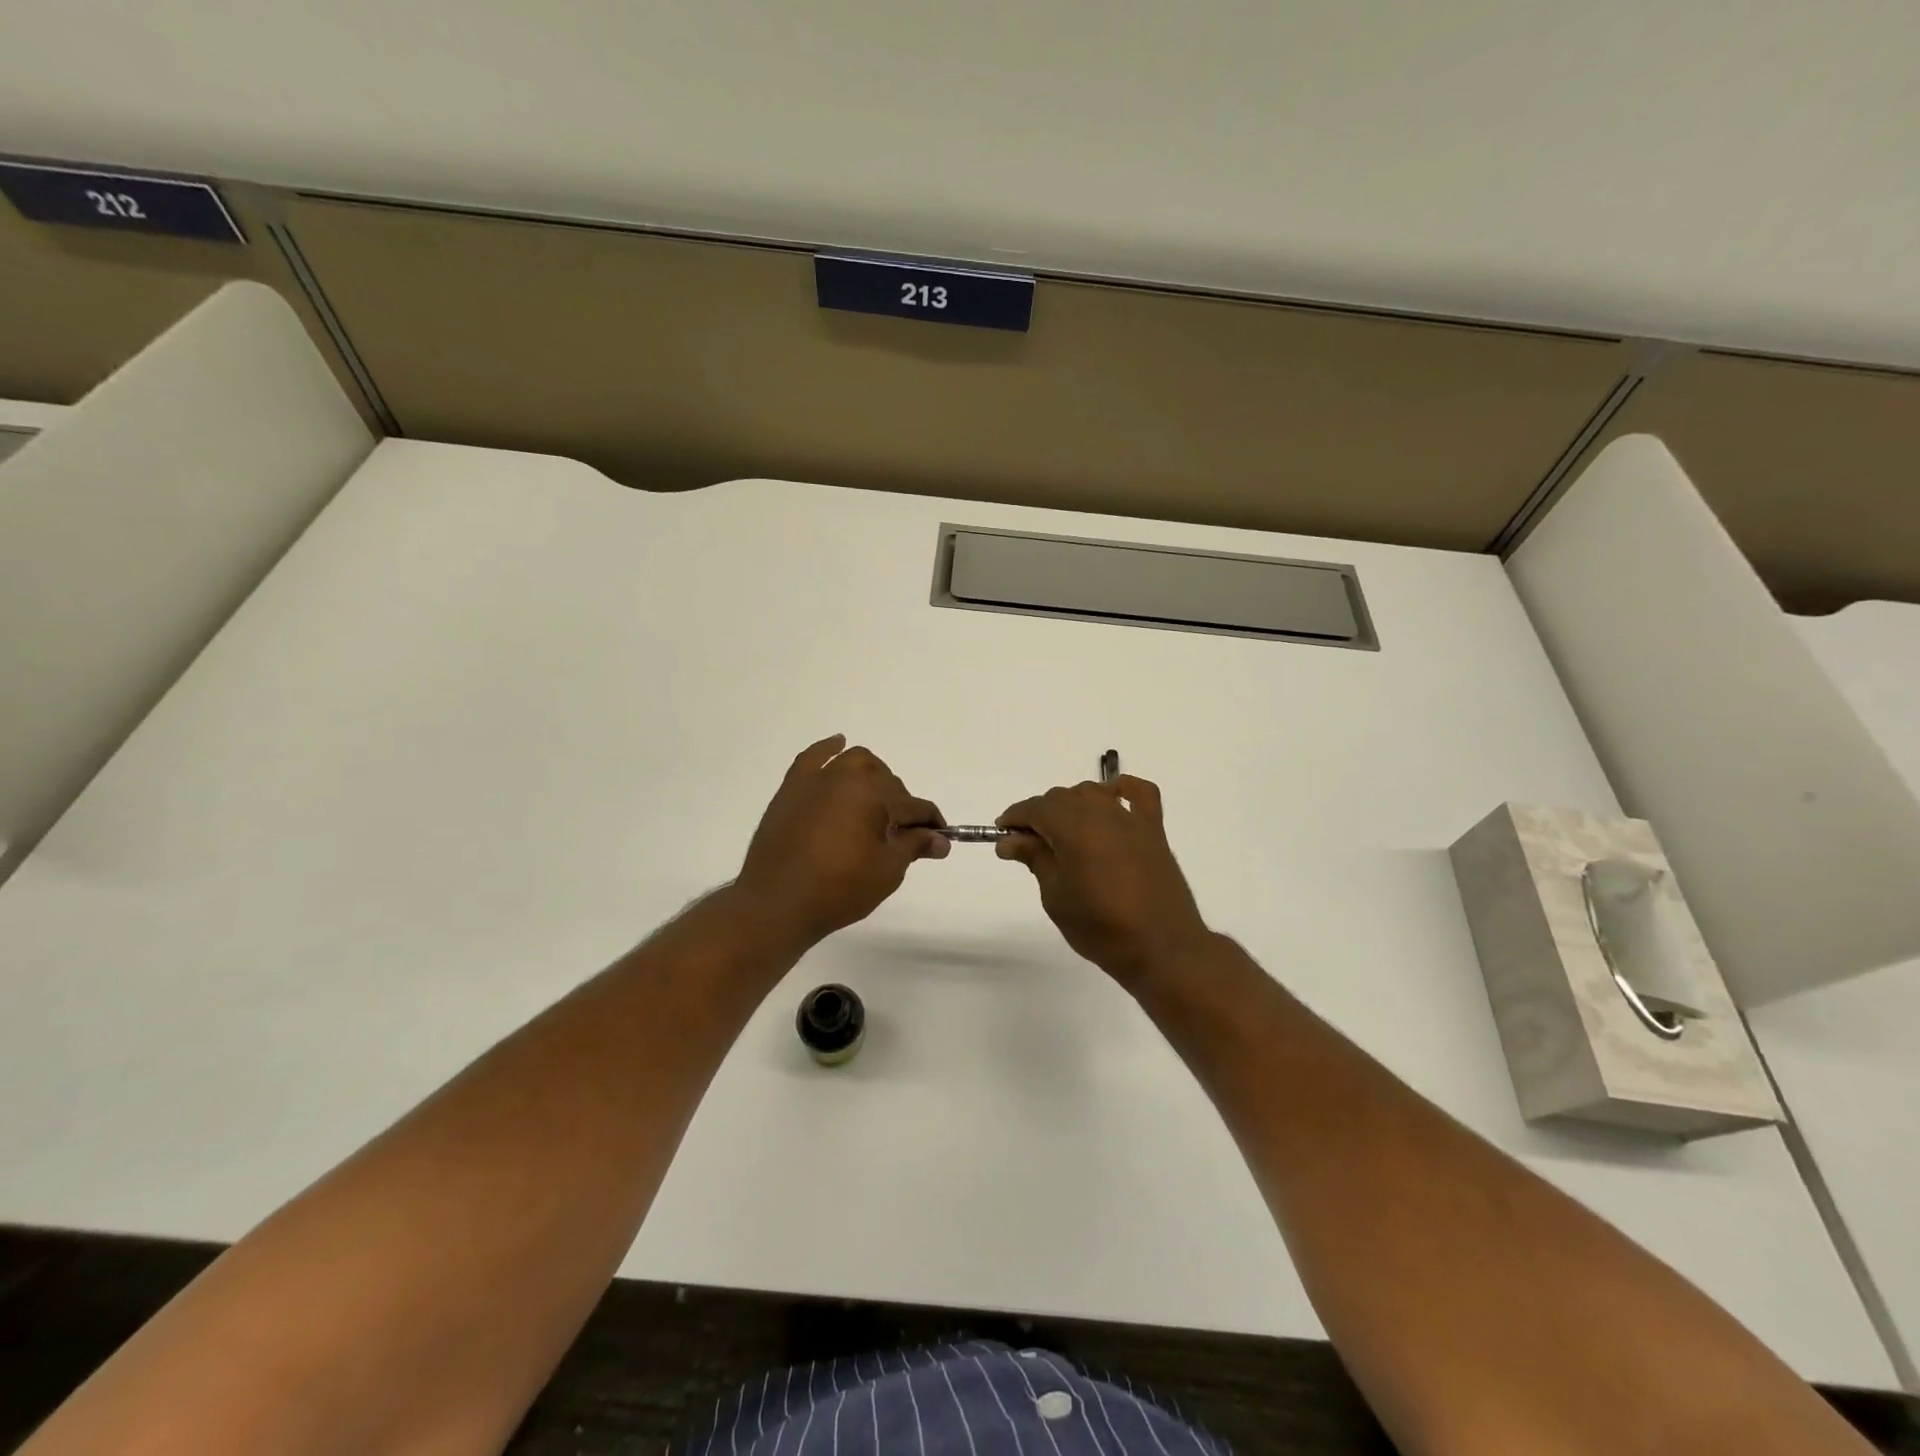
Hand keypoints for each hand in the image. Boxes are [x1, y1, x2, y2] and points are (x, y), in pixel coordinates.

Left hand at [733, 735, 948, 949]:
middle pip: (886, 781)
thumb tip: (941, 839)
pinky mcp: (791, 789)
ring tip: (877, 802)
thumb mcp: (886, 871)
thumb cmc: (838, 889)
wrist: (776, 903)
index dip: (930, 823)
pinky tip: (838, 744)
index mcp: (873, 794)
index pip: (913, 805)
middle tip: (903, 835)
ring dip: (873, 776)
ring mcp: (816, 780)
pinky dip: (828, 749)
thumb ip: (914, 846)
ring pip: (854, 762)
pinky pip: (813, 758)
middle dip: (901, 804)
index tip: (940, 839)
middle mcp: (846, 777)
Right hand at [996, 776, 1211, 987]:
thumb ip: (1035, 859)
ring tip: (1064, 833)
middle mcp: (1102, 813)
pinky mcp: (1154, 830)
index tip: (1002, 835)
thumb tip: (1010, 840)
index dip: (1015, 818)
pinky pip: (1139, 794)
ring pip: (1093, 792)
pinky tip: (1111, 799)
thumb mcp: (1056, 897)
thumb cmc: (1101, 928)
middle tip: (1028, 845)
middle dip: (1041, 814)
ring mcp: (1131, 819)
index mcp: (1074, 828)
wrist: (1162, 949)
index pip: (1036, 808)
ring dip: (1073, 804)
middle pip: (1062, 797)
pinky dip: (1122, 789)